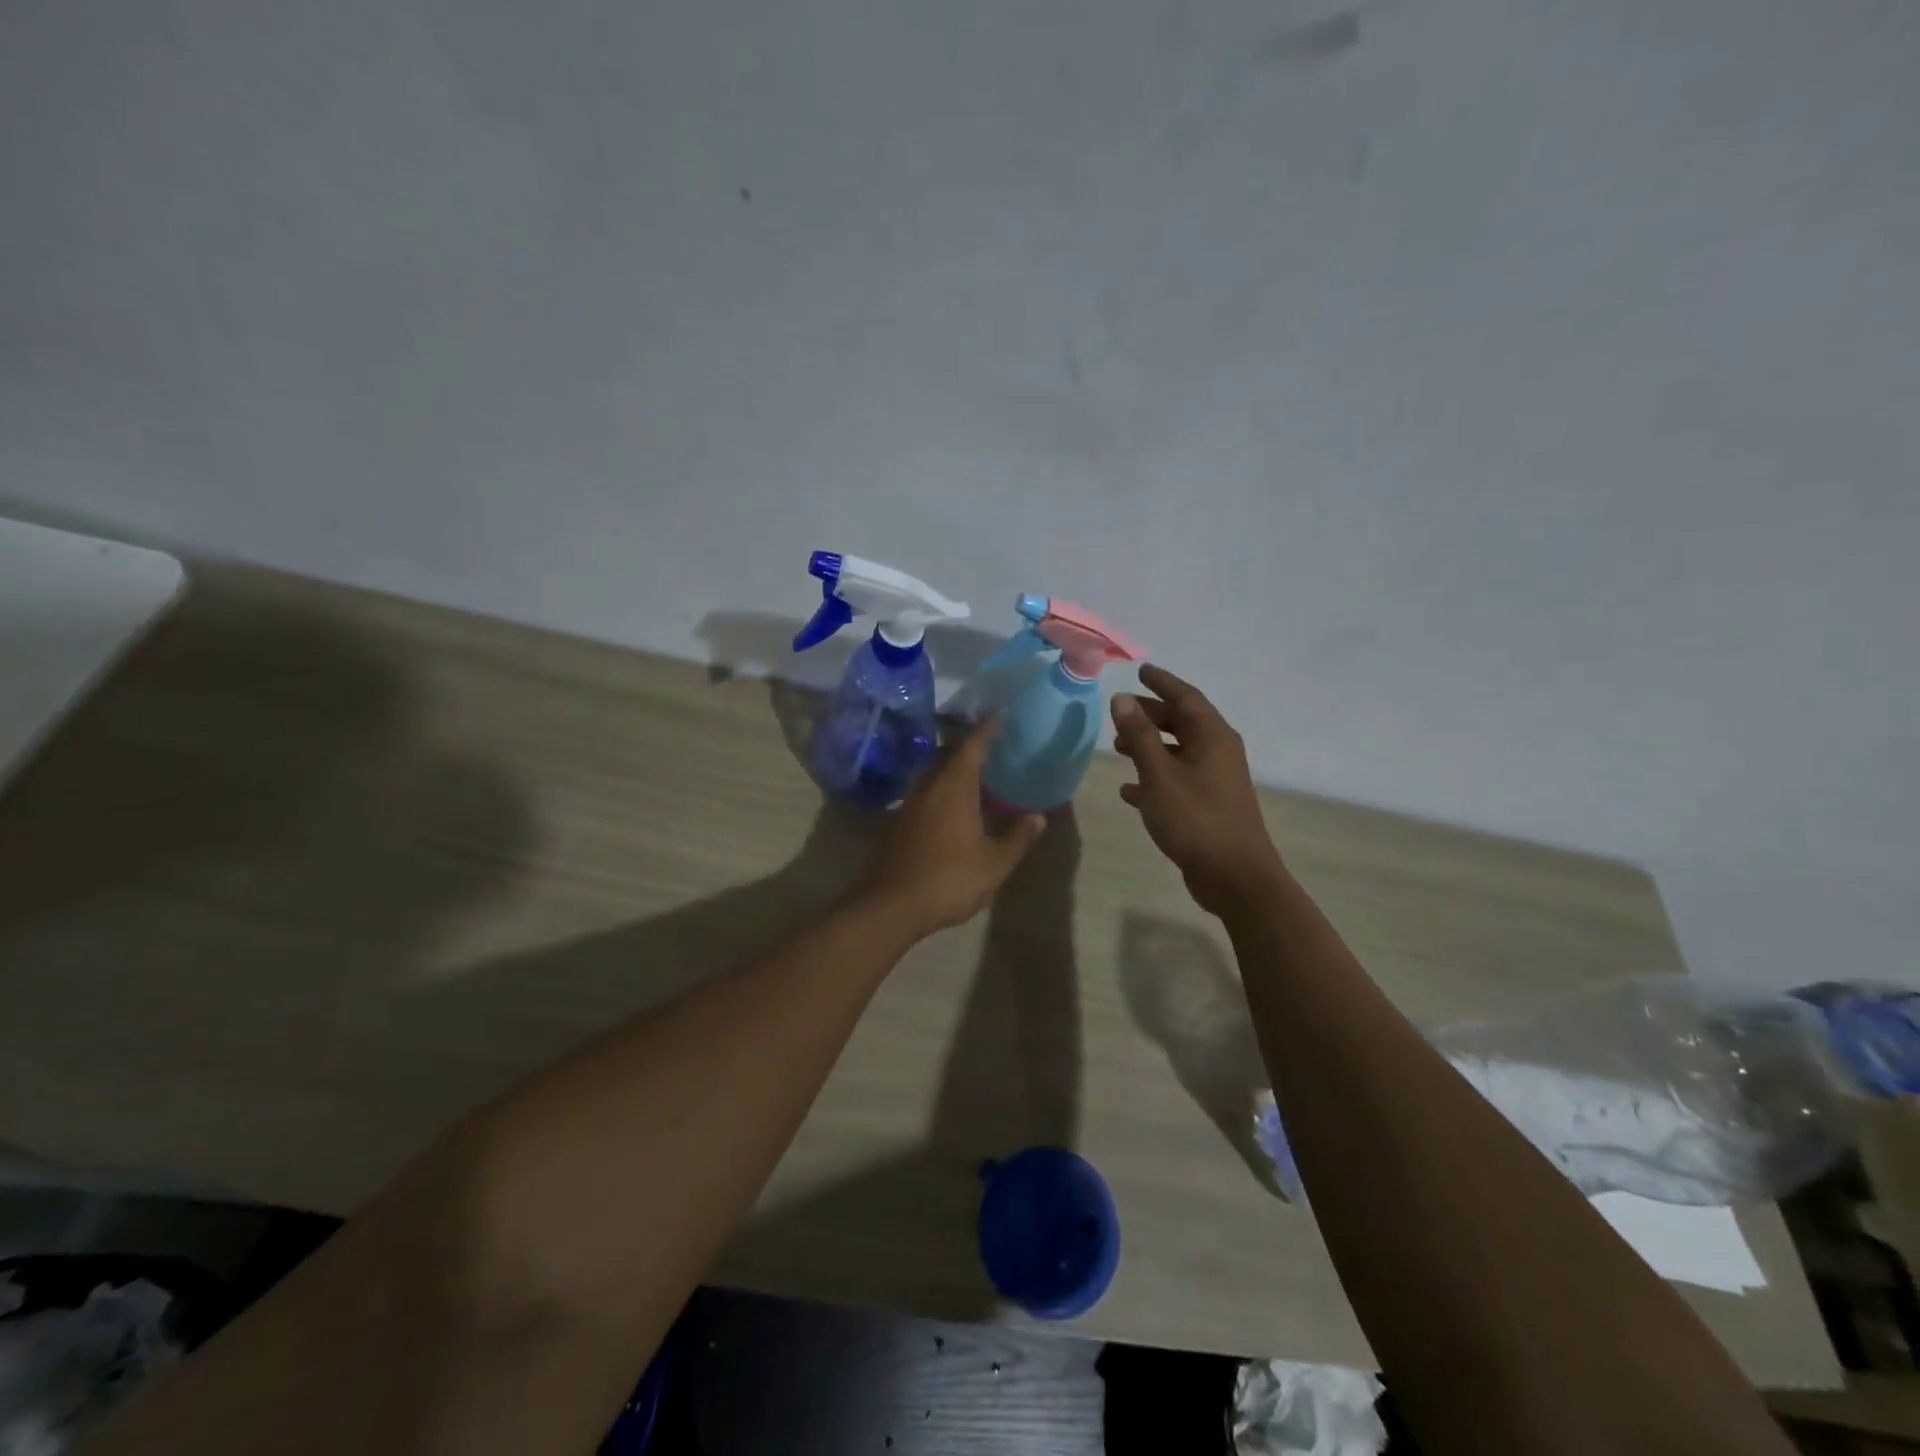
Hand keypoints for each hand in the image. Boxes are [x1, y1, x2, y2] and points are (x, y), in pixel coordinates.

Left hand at [856, 719, 1046, 936]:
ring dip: (956, 767)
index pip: (972, 746)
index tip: (1001, 715)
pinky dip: (945, 787)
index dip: (987, 729)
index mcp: (953, 787)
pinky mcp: (901, 820)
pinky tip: (959, 804)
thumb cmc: (948, 880)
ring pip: (936, 772)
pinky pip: (928, 790)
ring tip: (981, 773)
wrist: (891, 906)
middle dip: (971, 746)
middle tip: (996, 744)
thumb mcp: (994, 863)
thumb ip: (1018, 837)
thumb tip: (1037, 817)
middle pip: (950, 753)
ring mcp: (912, 803)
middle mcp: (929, 786)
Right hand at [1111, 664, 1286, 917]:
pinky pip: (1178, 780)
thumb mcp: (1160, 774)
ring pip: (1179, 751)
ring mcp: (1216, 780)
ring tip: (1118, 747)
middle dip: (1152, 714)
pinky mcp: (1209, 805)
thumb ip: (1140, 735)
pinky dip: (1155, 777)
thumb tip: (1123, 699)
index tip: (1141, 671)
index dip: (1162, 682)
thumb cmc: (1195, 819)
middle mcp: (1218, 752)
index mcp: (1212, 737)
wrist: (1235, 877)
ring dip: (1150, 745)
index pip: (1186, 697)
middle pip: (1183, 722)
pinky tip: (1129, 789)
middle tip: (1122, 712)